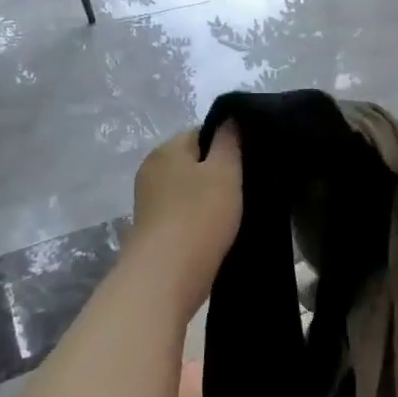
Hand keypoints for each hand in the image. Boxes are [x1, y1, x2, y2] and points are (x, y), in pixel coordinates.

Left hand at [129, 124, 241, 309]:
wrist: (165, 278)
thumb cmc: (199, 216)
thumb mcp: (225, 171)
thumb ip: (229, 141)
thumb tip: (230, 118)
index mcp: (167, 149)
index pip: (202, 132)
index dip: (228, 144)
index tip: (249, 162)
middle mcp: (152, 170)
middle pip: (194, 161)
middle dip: (218, 172)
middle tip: (246, 187)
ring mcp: (148, 202)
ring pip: (189, 190)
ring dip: (209, 199)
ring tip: (235, 213)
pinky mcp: (152, 230)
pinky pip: (182, 214)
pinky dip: (198, 220)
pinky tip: (216, 232)